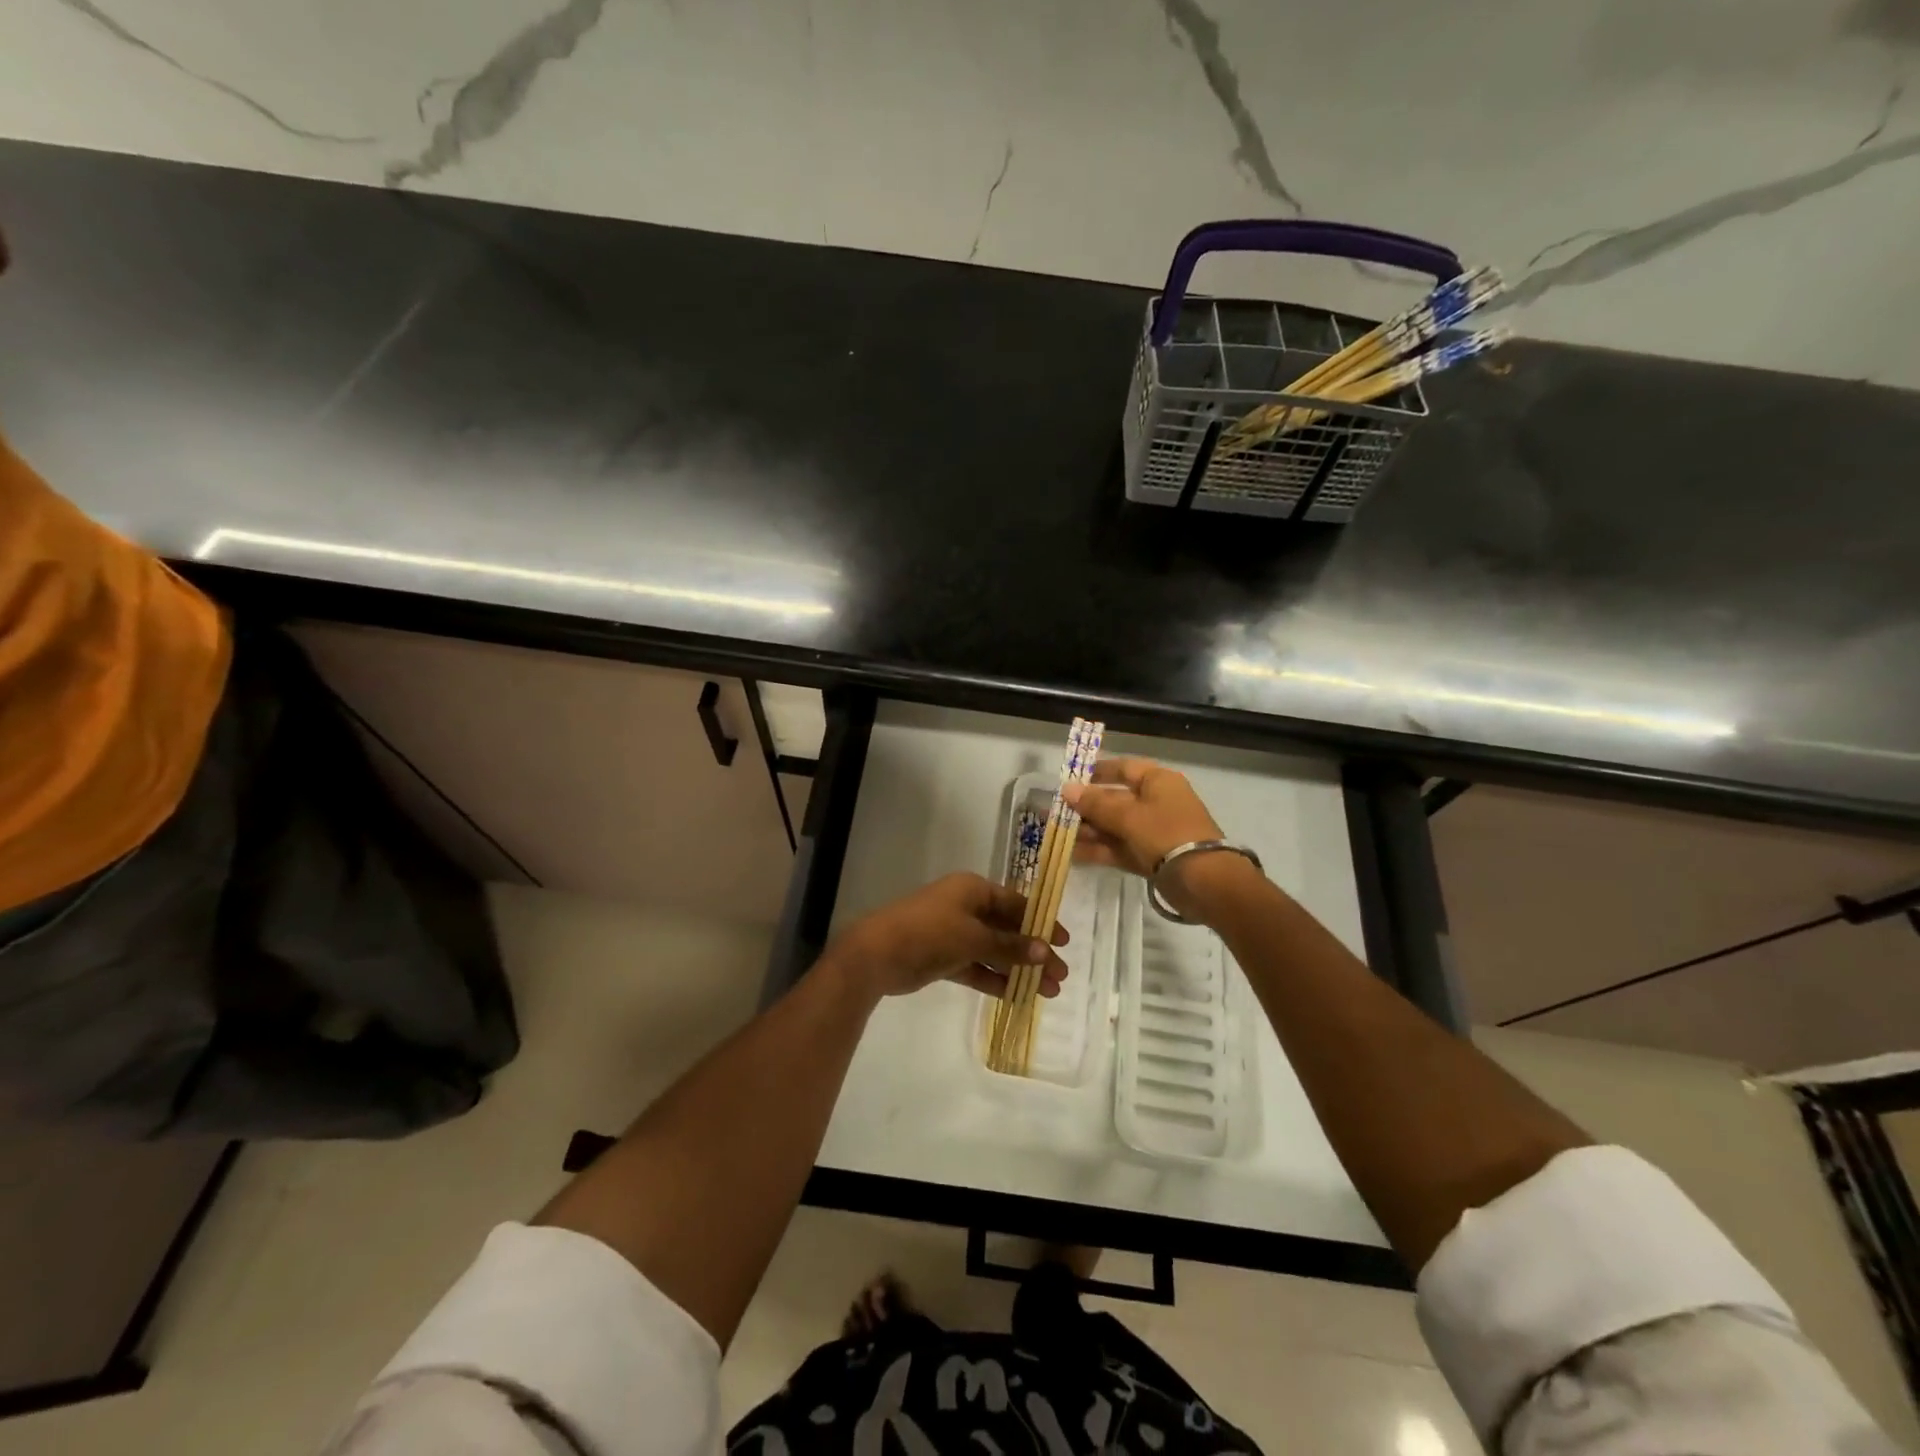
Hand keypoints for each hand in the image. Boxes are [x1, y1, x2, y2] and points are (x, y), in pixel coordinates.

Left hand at [830, 873, 1068, 1000]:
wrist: (877, 953)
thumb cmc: (929, 932)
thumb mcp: (973, 937)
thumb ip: (1009, 946)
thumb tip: (1045, 951)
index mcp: (973, 890)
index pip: (1016, 903)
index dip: (1041, 922)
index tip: (1064, 943)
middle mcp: (965, 907)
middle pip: (1007, 929)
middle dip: (1033, 952)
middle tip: (1060, 976)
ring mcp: (953, 933)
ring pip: (994, 951)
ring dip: (1018, 970)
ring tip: (1047, 992)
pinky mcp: (944, 958)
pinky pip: (976, 967)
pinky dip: (995, 980)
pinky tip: (1017, 996)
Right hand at [1065, 759, 1249, 919]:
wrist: (1204, 881)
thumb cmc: (1166, 834)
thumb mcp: (1128, 815)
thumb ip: (1095, 803)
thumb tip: (1067, 789)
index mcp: (1158, 782)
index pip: (1124, 768)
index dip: (1098, 771)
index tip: (1071, 777)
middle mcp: (1157, 802)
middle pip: (1116, 799)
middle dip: (1086, 806)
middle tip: (1056, 811)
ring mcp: (1154, 832)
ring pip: (1115, 826)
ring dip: (1088, 830)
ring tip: (1057, 834)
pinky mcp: (1151, 858)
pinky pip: (1120, 848)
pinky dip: (1099, 850)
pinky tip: (1072, 854)